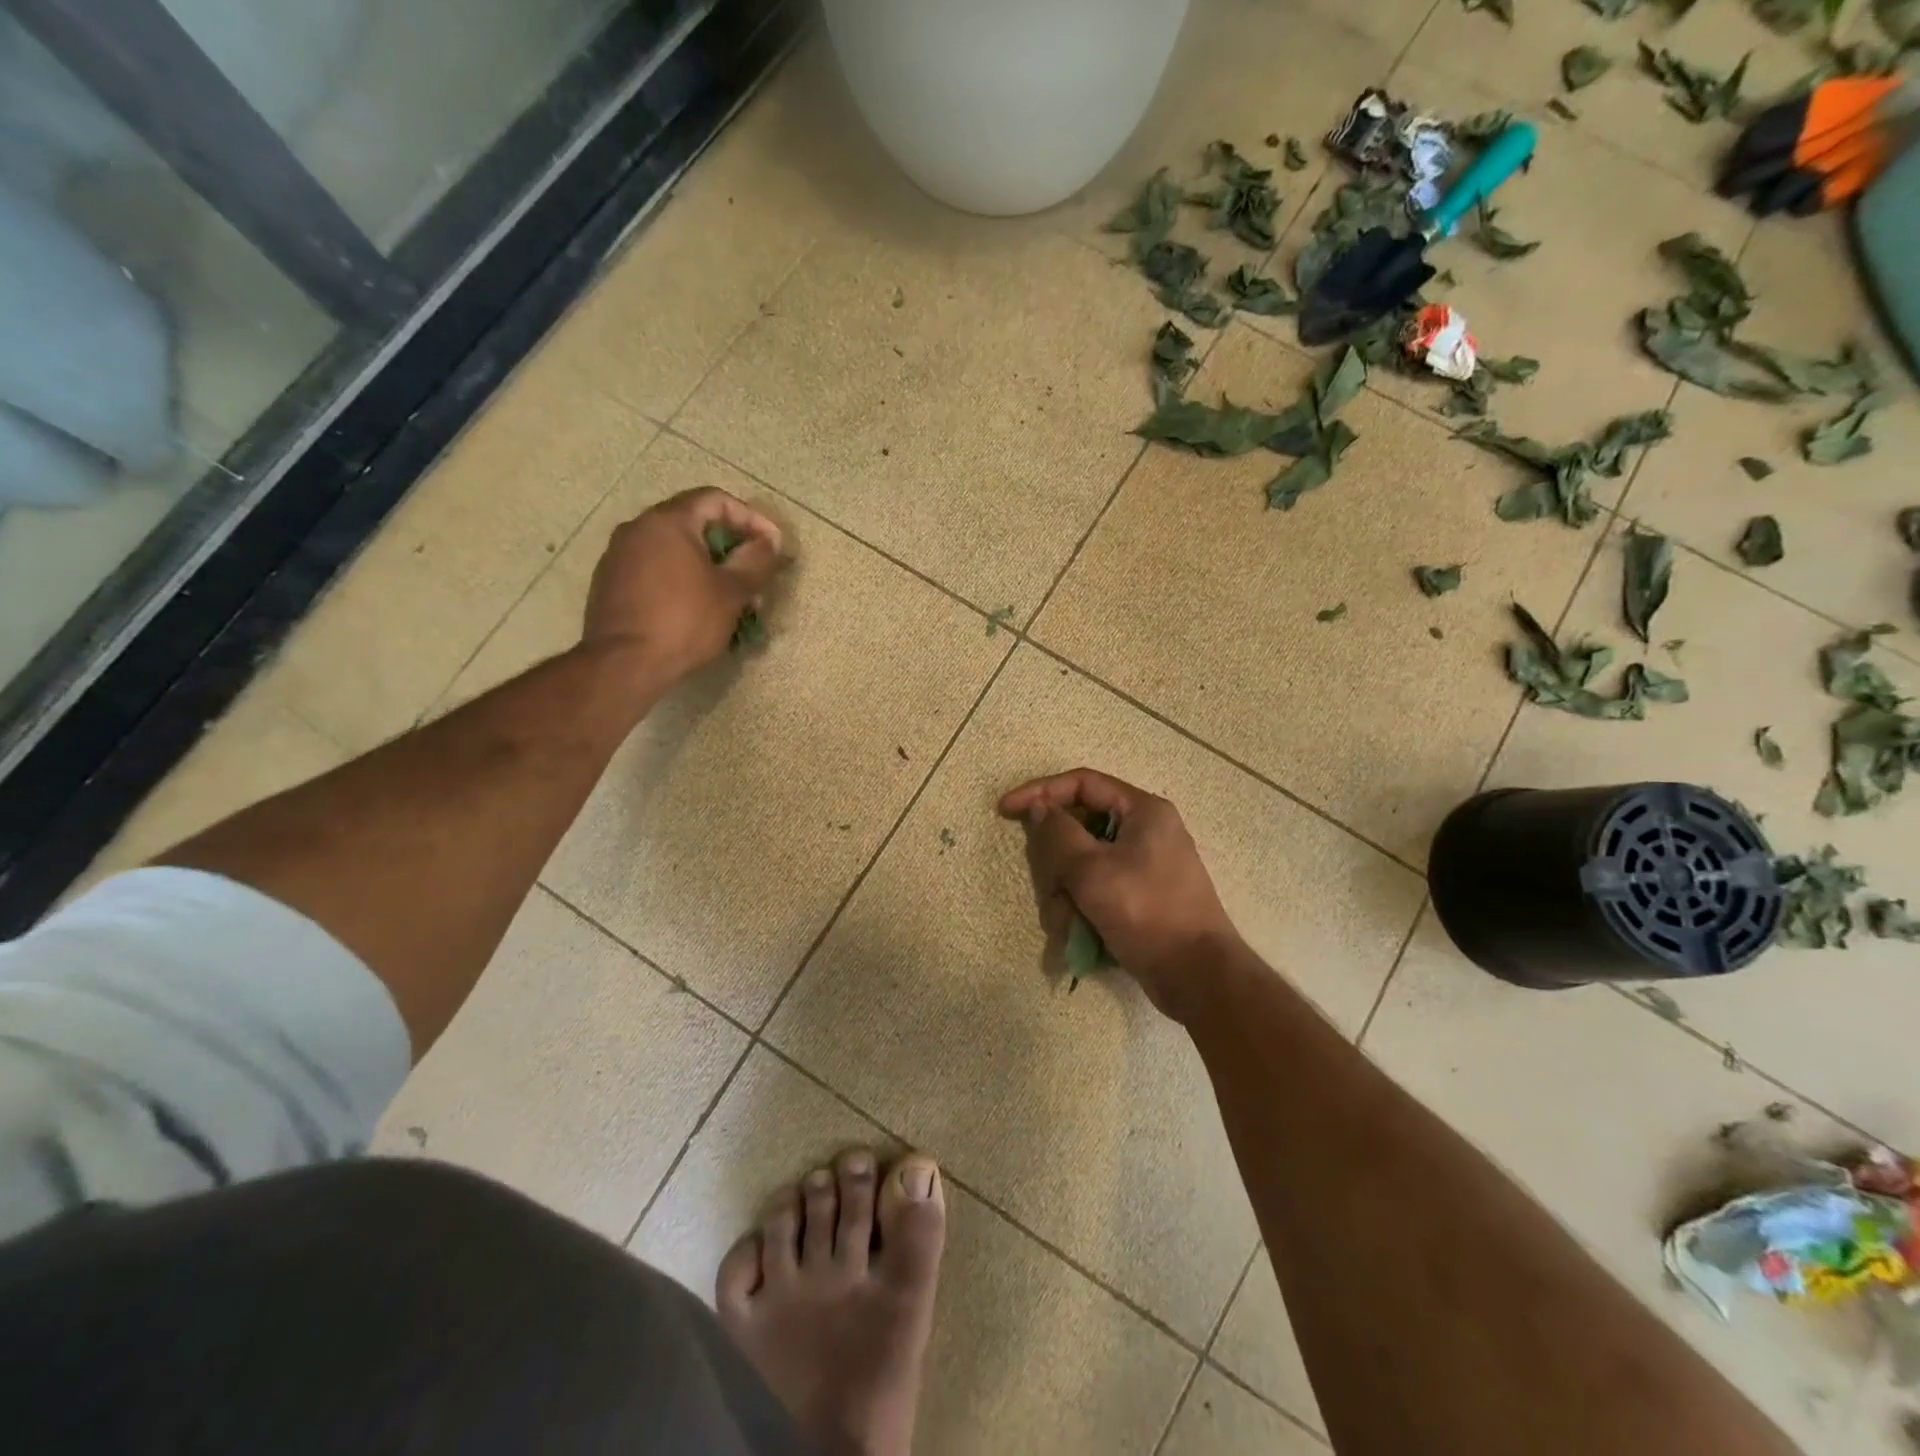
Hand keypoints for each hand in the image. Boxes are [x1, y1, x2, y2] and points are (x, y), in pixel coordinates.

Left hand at [583, 487, 781, 685]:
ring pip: (675, 550)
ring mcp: (619, 555)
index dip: (751, 518)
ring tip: (731, 599)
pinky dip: (682, 580)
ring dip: (708, 568)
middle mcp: (638, 528)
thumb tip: (770, 543)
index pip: (716, 500)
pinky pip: (656, 570)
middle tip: (754, 576)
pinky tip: (697, 609)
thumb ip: (756, 561)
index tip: (772, 546)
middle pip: (694, 524)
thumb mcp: (731, 592)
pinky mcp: (611, 583)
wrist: (624, 663)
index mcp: (668, 521)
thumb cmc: (684, 621)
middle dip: (731, 548)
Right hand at [999, 769, 1242, 1021]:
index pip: (1082, 783)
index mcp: (1143, 811)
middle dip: (1057, 866)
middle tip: (1053, 891)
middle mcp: (1145, 831)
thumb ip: (1059, 834)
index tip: (1006, 809)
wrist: (1198, 976)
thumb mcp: (1093, 871)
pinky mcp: (1140, 898)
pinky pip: (1097, 891)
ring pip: (1083, 866)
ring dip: (1066, 896)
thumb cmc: (1147, 912)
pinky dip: (1082, 910)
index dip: (1040, 791)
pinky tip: (1080, 937)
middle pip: (1079, 830)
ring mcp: (1143, 867)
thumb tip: (1040, 809)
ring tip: (1070, 926)